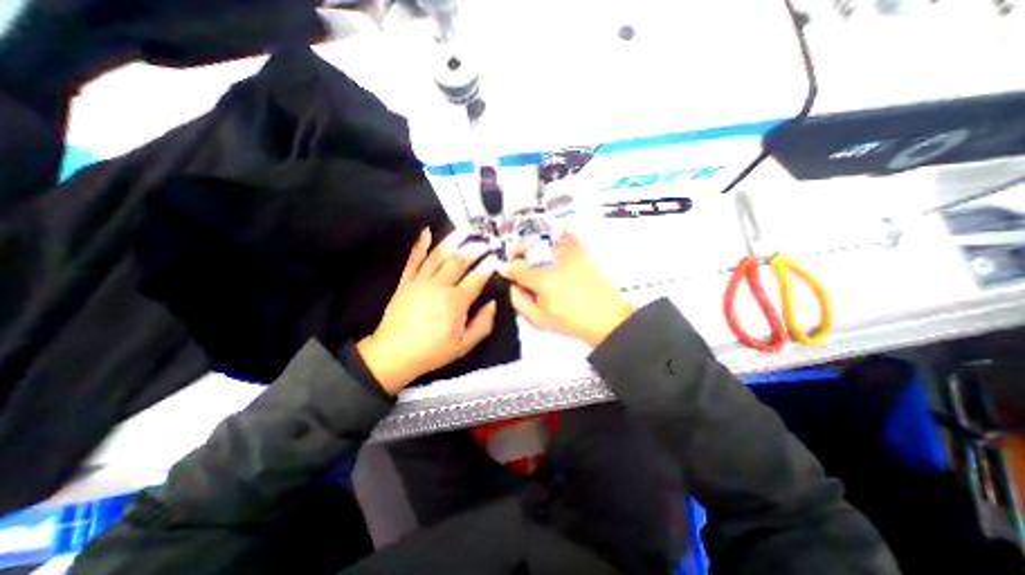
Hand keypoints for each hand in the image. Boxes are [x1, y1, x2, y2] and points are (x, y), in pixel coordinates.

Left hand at [357, 228, 495, 395]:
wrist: (393, 354)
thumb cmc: (431, 351)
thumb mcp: (464, 346)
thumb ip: (483, 324)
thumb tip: (493, 305)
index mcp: (456, 301)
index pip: (477, 277)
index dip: (489, 266)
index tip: (497, 258)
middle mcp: (439, 286)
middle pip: (459, 260)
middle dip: (475, 248)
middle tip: (485, 241)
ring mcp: (420, 281)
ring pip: (438, 254)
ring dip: (452, 240)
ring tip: (464, 229)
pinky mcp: (405, 282)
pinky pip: (414, 260)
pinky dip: (420, 245)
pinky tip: (426, 232)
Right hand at [500, 231, 634, 348]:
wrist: (608, 319)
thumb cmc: (578, 320)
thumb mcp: (540, 320)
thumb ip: (520, 302)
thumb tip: (513, 289)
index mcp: (541, 279)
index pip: (515, 267)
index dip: (508, 270)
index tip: (509, 271)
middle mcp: (555, 263)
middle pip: (527, 247)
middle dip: (518, 253)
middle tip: (517, 260)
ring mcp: (569, 256)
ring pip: (543, 239)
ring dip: (534, 244)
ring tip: (534, 254)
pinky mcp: (582, 254)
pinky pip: (566, 236)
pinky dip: (557, 237)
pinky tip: (554, 246)